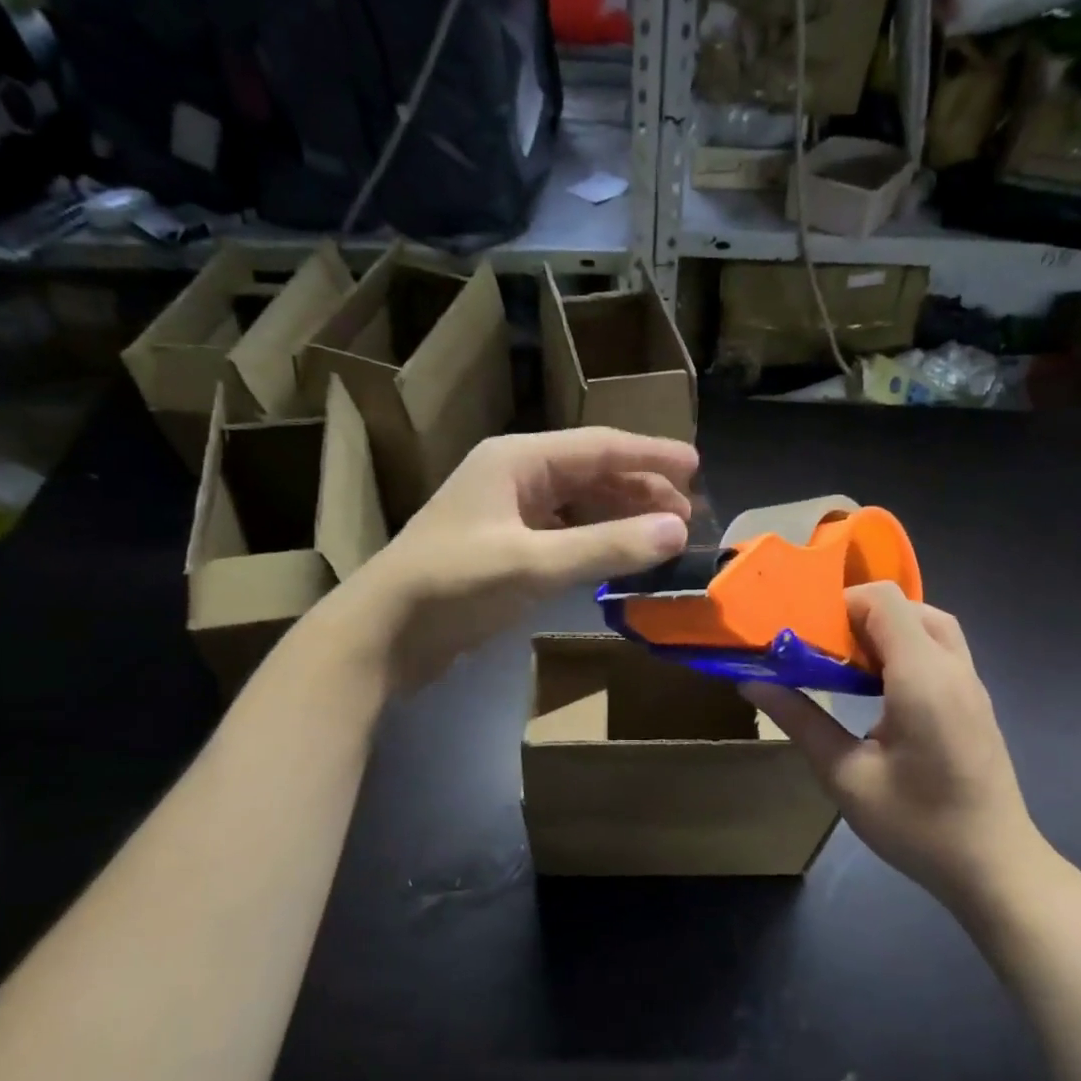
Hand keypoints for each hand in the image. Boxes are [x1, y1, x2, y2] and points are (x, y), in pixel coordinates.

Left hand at [339, 428, 697, 688]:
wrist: (382, 634)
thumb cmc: (452, 586)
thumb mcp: (533, 564)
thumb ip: (607, 547)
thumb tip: (678, 531)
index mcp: (517, 460)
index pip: (599, 446)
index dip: (651, 455)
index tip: (697, 467)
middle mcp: (514, 476)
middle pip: (592, 473)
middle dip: (641, 491)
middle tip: (688, 518)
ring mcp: (507, 512)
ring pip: (579, 504)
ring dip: (621, 517)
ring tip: (663, 537)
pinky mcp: (504, 547)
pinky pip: (563, 533)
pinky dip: (595, 542)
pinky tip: (618, 558)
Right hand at [745, 583, 1047, 909]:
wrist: (995, 868)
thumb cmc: (918, 825)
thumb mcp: (846, 776)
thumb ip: (801, 720)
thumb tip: (753, 682)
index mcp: (922, 677)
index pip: (884, 600)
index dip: (840, 603)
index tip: (806, 634)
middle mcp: (953, 668)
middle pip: (907, 606)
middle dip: (859, 616)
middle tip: (823, 651)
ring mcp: (971, 684)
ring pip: (929, 625)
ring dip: (886, 631)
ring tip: (849, 667)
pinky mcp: (976, 701)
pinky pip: (940, 650)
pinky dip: (906, 649)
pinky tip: (880, 691)